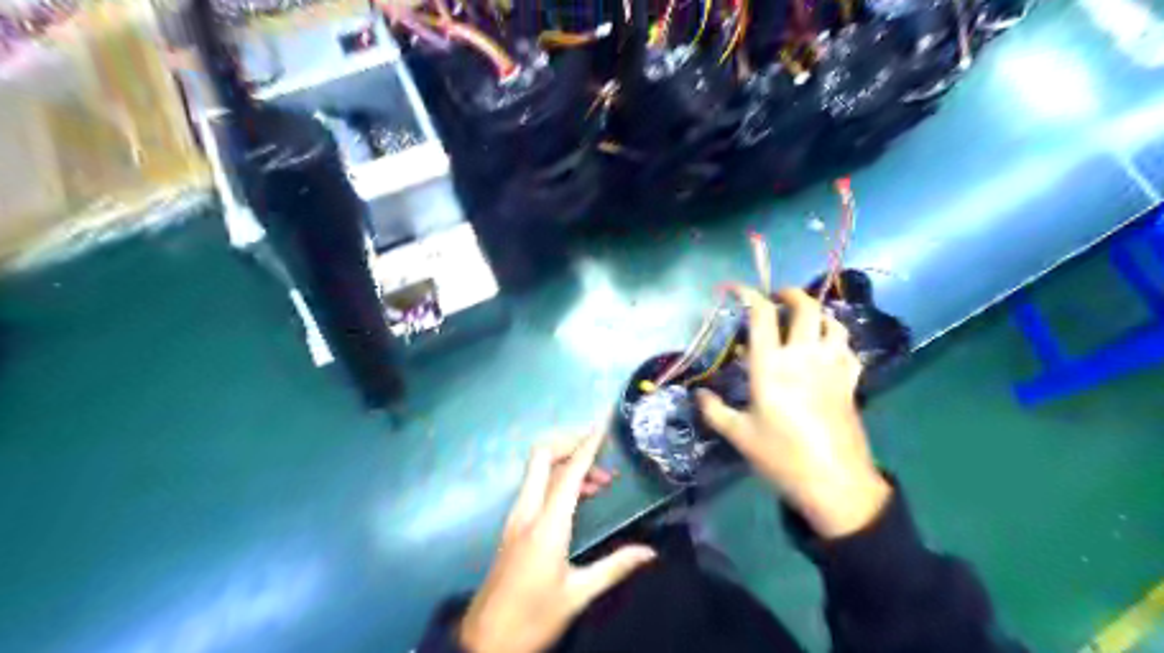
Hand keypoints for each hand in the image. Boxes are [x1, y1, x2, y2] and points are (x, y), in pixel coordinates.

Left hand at [461, 433, 657, 652]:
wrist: (485, 642)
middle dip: (571, 442)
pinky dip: (558, 479)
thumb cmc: (533, 618)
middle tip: (602, 453)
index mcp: (547, 524)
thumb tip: (651, 552)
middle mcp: (527, 510)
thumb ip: (615, 567)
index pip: (570, 471)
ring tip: (602, 482)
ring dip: (567, 464)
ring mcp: (516, 516)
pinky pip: (536, 487)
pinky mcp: (513, 525)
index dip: (588, 444)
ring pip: (539, 470)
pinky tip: (580, 498)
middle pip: (543, 456)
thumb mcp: (577, 594)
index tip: (603, 422)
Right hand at [693, 287, 888, 538]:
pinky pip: (848, 347)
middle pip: (805, 308)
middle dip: (790, 294)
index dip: (749, 295)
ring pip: (832, 322)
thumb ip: (714, 410)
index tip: (738, 289)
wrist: (834, 482)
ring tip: (804, 320)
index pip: (762, 316)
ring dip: (817, 314)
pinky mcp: (850, 381)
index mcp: (771, 366)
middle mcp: (803, 356)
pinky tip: (828, 347)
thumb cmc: (781, 456)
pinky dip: (837, 338)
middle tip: (777, 298)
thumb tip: (699, 394)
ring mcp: (832, 366)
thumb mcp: (739, 435)